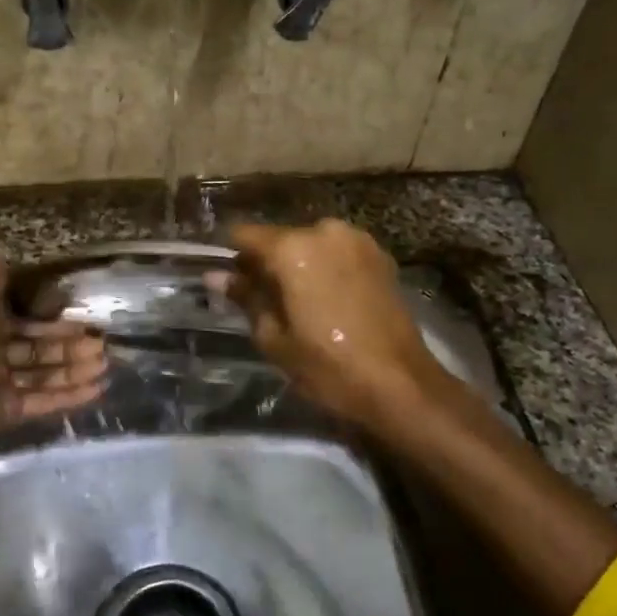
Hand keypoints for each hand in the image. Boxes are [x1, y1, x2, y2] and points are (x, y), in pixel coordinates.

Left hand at [0, 243, 106, 572]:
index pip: (25, 322)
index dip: (53, 323)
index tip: (84, 321)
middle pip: (39, 350)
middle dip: (71, 349)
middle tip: (103, 347)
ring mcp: (0, 385)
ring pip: (44, 375)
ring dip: (75, 371)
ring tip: (106, 367)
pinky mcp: (7, 412)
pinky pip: (42, 401)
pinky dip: (69, 396)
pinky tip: (97, 390)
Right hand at [211, 220, 448, 429]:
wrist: (400, 383)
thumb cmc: (328, 366)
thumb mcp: (275, 338)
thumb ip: (246, 298)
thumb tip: (215, 276)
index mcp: (293, 248)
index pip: (244, 235)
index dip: (232, 257)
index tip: (229, 282)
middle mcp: (325, 231)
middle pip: (280, 238)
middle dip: (267, 263)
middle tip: (264, 301)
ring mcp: (357, 240)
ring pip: (310, 245)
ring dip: (299, 266)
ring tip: (299, 304)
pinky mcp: (380, 256)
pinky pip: (337, 253)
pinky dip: (326, 268)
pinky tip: (328, 301)